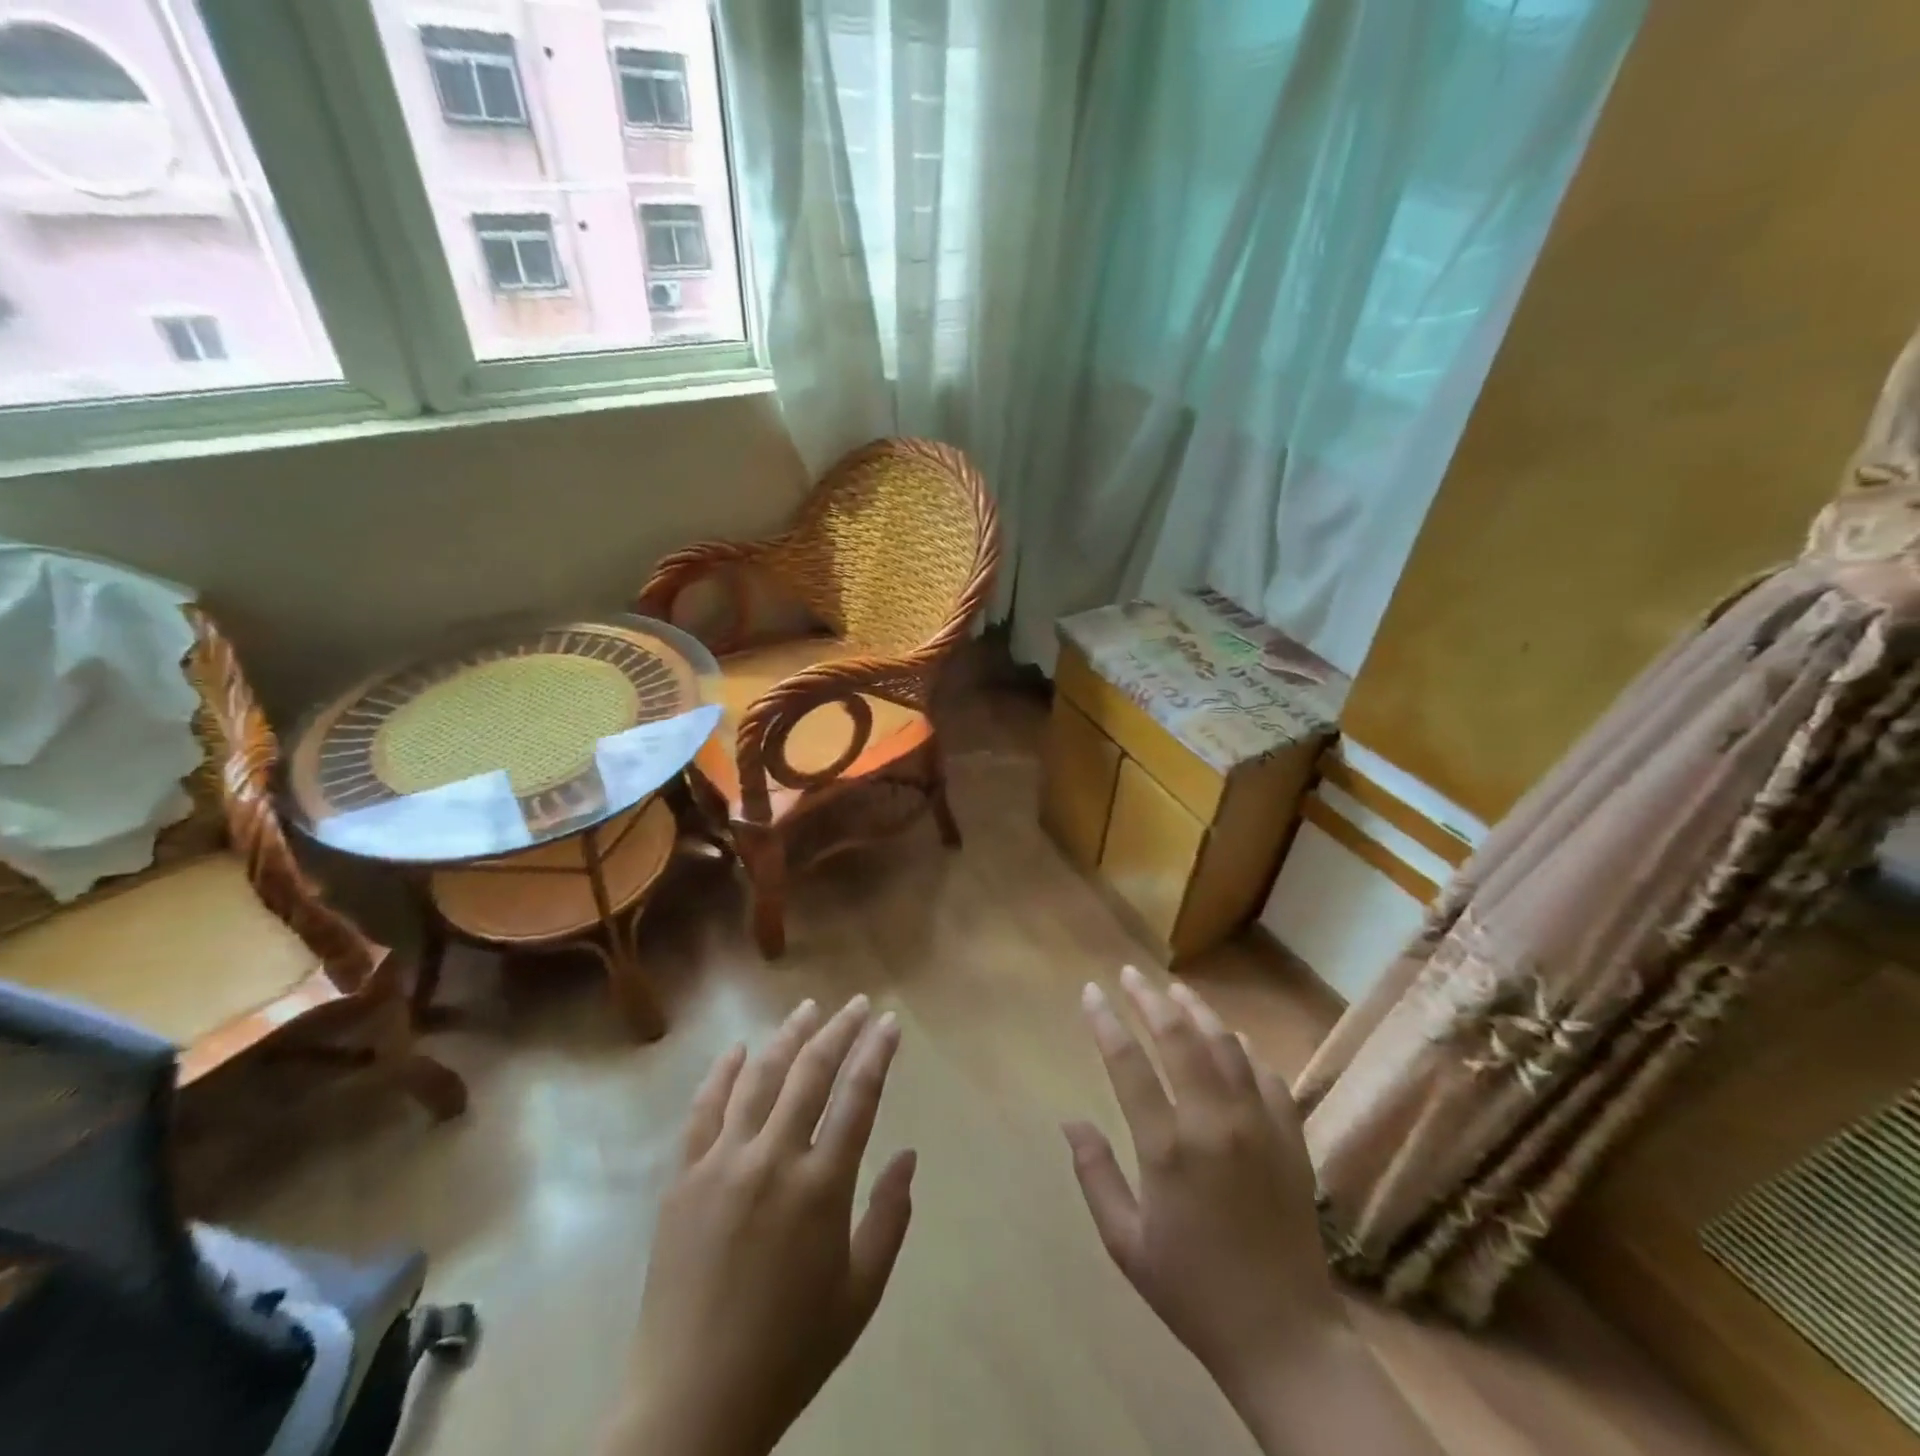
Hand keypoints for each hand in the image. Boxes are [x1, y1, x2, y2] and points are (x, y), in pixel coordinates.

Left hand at [609, 996, 914, 1455]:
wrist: (691, 1405)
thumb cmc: (789, 1350)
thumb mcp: (860, 1294)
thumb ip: (889, 1217)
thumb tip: (910, 1155)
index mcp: (821, 1188)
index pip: (859, 1097)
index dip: (877, 1052)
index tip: (890, 1022)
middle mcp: (772, 1160)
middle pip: (811, 1072)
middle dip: (839, 1029)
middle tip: (858, 1003)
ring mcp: (721, 1164)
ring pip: (759, 1077)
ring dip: (788, 1036)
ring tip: (808, 1009)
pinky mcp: (682, 1178)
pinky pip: (704, 1109)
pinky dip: (722, 1072)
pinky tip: (737, 1049)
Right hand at [1065, 966, 1342, 1415]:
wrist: (1285, 1338)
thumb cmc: (1193, 1291)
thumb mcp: (1125, 1243)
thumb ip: (1095, 1175)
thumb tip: (1070, 1121)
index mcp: (1169, 1148)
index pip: (1128, 1063)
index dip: (1105, 1021)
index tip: (1089, 992)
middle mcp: (1215, 1123)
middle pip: (1178, 1037)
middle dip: (1148, 999)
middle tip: (1129, 974)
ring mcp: (1260, 1126)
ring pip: (1225, 1045)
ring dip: (1197, 1012)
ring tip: (1175, 991)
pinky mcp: (1292, 1138)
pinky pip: (1267, 1075)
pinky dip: (1244, 1050)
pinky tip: (1231, 1041)